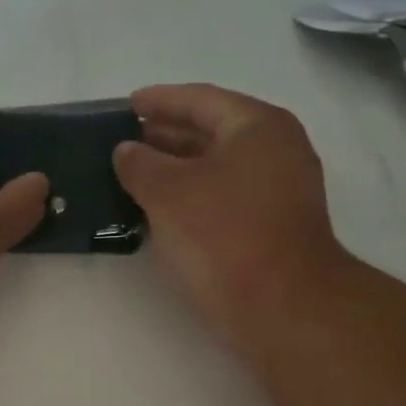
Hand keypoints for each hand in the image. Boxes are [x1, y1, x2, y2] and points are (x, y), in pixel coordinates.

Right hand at [114, 84, 354, 343]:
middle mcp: (275, 150)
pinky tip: (159, 209)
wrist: (282, 306)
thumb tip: (126, 151)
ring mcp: (278, 191)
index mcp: (257, 126)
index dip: (159, 100)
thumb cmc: (224, 234)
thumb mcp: (168, 192)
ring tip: (132, 175)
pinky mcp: (271, 226)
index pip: (200, 99)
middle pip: (212, 130)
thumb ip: (140, 164)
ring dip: (175, 169)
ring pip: (216, 167)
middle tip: (123, 141)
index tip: (126, 105)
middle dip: (165, 135)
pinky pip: (222, 197)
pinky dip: (191, 196)